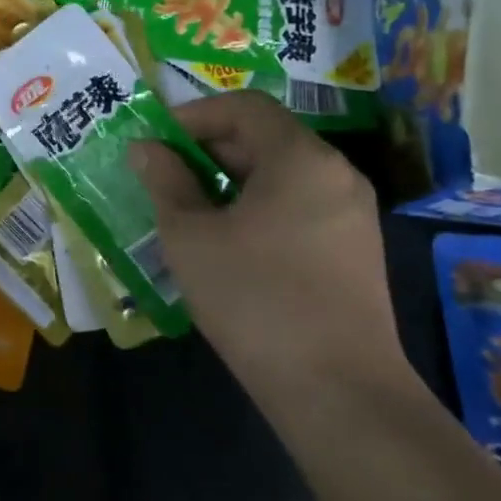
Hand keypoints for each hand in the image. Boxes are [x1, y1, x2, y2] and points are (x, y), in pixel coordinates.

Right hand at [130, 92, 405, 402]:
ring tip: (186, 209)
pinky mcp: (353, 251)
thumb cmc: (255, 298)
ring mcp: (351, 215)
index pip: (244, 107)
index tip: (155, 141)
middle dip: (207, 149)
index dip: (193, 115)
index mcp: (301, 159)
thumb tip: (146, 148)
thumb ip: (165, 181)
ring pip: (279, 175)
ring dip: (228, 180)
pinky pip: (297, 206)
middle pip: (264, 138)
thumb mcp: (191, 236)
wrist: (339, 393)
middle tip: (162, 176)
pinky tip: (225, 242)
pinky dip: (256, 208)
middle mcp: (335, 174)